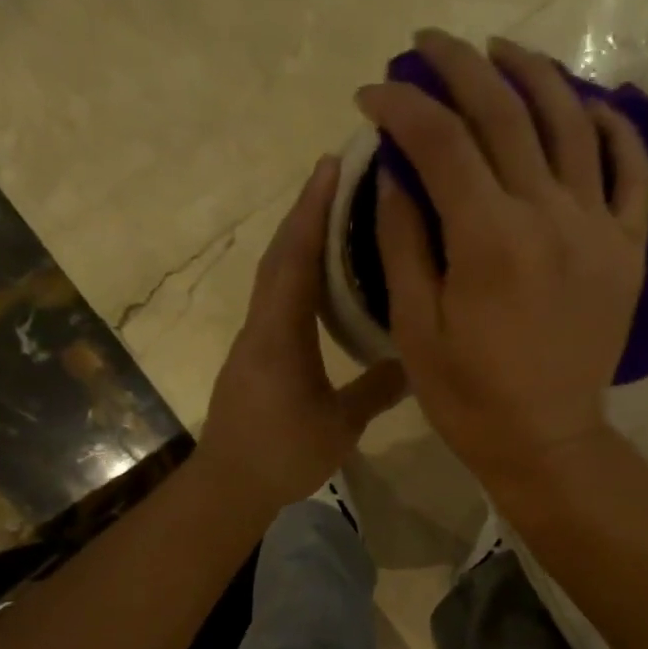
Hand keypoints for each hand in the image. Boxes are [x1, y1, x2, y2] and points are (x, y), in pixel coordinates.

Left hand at [198, 156, 407, 510]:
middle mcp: (262, 324)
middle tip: (341, 175)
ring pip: (276, 275)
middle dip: (307, 211)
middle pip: (281, 254)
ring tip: (336, 214)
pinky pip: (277, 299)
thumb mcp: (341, 425)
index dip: (313, 209)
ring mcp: (255, 339)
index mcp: (281, 334)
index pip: (296, 258)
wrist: (230, 484)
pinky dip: (297, 273)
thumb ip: (377, 390)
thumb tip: (417, 362)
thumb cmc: (284, 454)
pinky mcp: (256, 355)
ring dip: (300, 238)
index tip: (333, 164)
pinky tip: (322, 278)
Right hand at [356, 30, 647, 496]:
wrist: (546, 441)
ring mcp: (599, 228)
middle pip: (505, 112)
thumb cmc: (470, 399)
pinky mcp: (628, 249)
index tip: (373, 93)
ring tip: (500, 52)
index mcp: (489, 240)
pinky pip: (634, 170)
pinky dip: (615, 127)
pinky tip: (589, 105)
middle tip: (427, 45)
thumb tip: (397, 170)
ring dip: (533, 73)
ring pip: (572, 121)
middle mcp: (550, 216)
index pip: (441, 140)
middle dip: (459, 66)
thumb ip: (403, 243)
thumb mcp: (415, 331)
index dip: (402, 105)